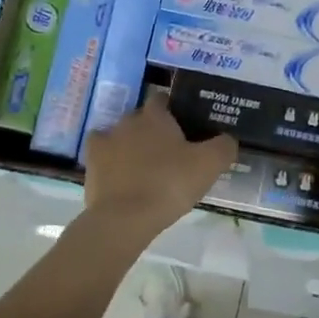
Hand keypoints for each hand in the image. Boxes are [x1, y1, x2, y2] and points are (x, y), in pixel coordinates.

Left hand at [82, 99, 236, 242]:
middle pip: (141, 118)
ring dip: (130, 145)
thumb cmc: (169, 184)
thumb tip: (228, 138)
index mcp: (155, 116)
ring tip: (144, 167)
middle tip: (170, 151)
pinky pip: (101, 155)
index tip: (184, 125)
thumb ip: (224, 146)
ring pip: (120, 135)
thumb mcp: (210, 165)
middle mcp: (127, 121)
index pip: (162, 99)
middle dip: (152, 129)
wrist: (124, 218)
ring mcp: (105, 141)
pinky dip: (110, 161)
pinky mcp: (90, 164)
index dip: (172, 109)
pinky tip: (119, 174)